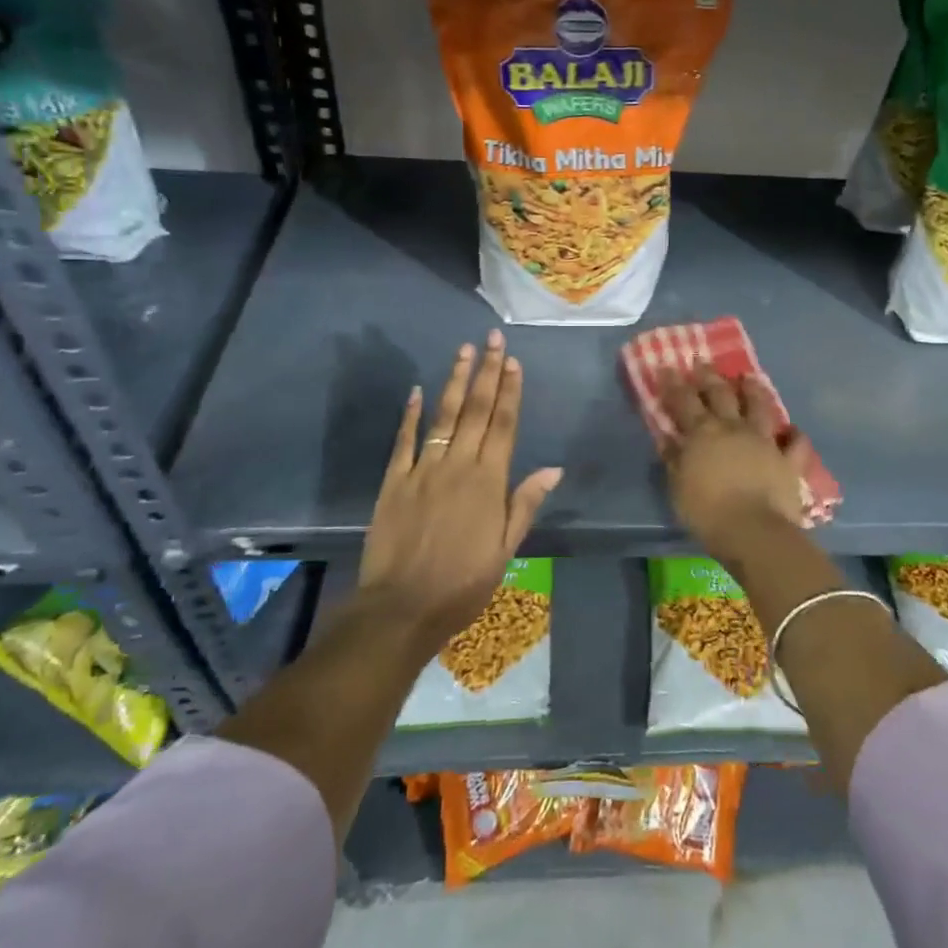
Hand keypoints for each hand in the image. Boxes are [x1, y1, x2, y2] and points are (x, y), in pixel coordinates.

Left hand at [357, 332, 561, 657]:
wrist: (402, 607)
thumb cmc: (463, 583)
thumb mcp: (505, 549)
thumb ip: (525, 504)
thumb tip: (553, 469)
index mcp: (489, 481)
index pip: (504, 424)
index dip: (510, 390)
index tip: (513, 361)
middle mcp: (458, 464)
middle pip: (477, 410)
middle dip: (487, 372)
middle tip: (492, 339)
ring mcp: (423, 469)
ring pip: (444, 415)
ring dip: (456, 381)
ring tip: (464, 351)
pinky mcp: (394, 481)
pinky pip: (404, 440)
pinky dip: (411, 414)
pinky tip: (417, 390)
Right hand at [660, 366, 807, 565]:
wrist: (753, 530)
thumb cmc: (707, 511)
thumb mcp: (678, 487)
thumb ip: (673, 459)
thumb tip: (667, 437)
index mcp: (703, 433)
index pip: (684, 401)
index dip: (674, 384)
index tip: (667, 367)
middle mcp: (734, 428)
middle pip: (721, 395)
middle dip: (710, 377)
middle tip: (703, 362)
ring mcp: (764, 442)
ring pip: (760, 407)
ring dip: (754, 391)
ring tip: (749, 378)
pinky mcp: (788, 461)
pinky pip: (796, 444)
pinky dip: (795, 436)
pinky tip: (793, 431)